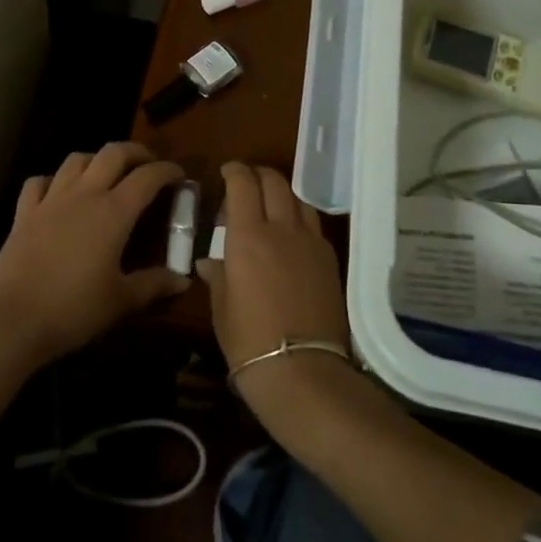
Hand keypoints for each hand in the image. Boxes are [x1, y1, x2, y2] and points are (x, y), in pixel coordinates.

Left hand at [0, 142, 188, 365]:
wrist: (12, 320)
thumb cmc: (73, 309)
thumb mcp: (121, 301)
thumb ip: (154, 285)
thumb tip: (183, 280)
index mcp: (114, 212)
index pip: (147, 177)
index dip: (167, 171)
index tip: (180, 176)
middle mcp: (84, 195)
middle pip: (113, 153)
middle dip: (135, 152)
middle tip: (147, 165)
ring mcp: (51, 200)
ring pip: (76, 160)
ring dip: (97, 160)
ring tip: (106, 174)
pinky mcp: (24, 213)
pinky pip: (40, 182)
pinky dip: (54, 180)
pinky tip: (59, 193)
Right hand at [198, 164, 350, 415]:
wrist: (303, 371)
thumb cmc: (250, 342)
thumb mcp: (222, 309)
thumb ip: (218, 277)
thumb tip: (210, 262)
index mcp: (248, 236)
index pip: (243, 184)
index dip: (234, 171)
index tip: (226, 172)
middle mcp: (281, 229)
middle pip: (274, 181)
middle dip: (258, 175)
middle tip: (245, 186)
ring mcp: (310, 242)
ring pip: (297, 198)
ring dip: (281, 193)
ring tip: (270, 207)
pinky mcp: (330, 259)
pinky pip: (312, 223)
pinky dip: (298, 217)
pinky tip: (291, 236)